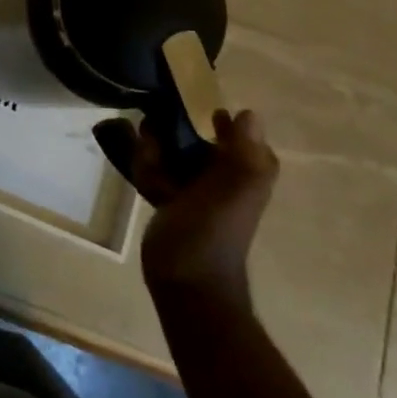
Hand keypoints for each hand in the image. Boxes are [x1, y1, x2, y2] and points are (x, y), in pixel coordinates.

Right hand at [132, 109, 278, 309]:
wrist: (186, 284)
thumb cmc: (211, 233)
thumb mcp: (232, 191)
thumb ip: (243, 154)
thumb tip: (249, 113)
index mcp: (243, 173)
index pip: (233, 131)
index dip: (212, 121)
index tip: (190, 113)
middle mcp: (223, 178)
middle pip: (195, 137)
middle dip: (172, 136)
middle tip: (157, 141)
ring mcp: (196, 190)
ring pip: (171, 152)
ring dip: (155, 155)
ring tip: (152, 170)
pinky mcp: (172, 202)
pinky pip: (157, 171)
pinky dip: (148, 172)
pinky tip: (147, 185)